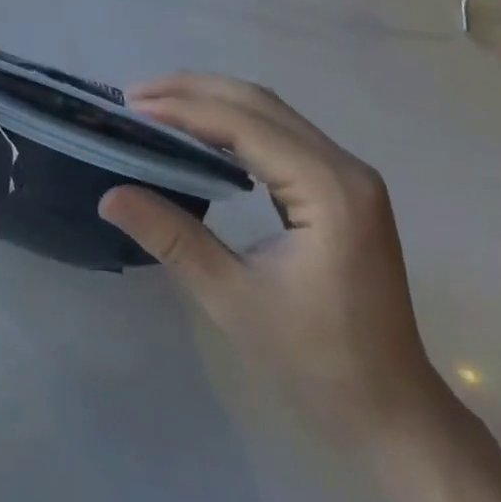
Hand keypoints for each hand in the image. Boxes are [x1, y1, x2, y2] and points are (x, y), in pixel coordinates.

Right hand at [99, 74, 439, 438]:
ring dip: (212, 101)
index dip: (184, 109)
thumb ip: (172, 238)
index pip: (244, 124)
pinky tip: (201, 133)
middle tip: (135, 96)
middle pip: (259, 102)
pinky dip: (235, 122)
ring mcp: (347, 174)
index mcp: (328, 189)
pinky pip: (281, 133)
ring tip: (157, 105)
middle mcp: (344, 167)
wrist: (392, 411)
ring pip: (270, 111)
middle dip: (193, 91)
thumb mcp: (233, 298)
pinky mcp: (342, 187)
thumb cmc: (316, 360)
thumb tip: (108, 196)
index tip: (131, 107)